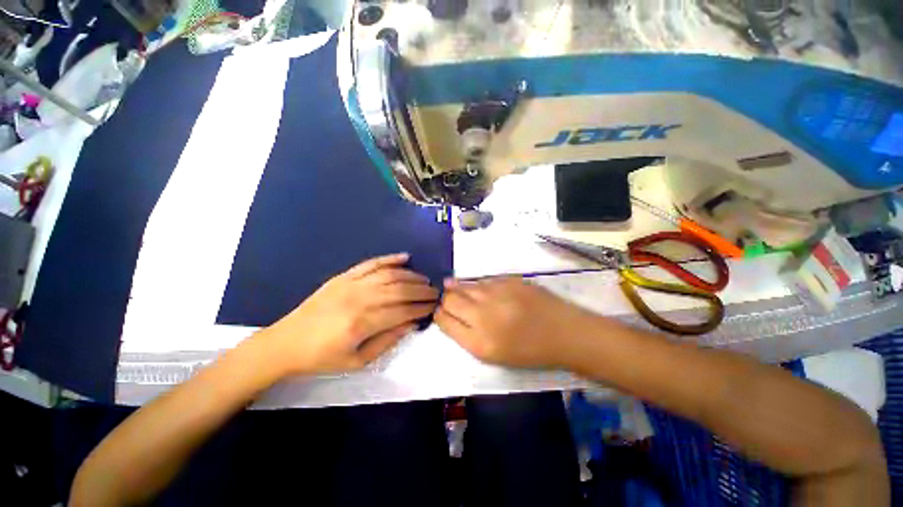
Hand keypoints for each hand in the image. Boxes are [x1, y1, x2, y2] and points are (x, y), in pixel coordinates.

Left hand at [260, 253, 438, 375]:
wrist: (286, 342)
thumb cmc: (323, 357)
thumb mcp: (358, 361)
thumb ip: (388, 341)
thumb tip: (412, 323)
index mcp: (362, 323)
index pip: (402, 310)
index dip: (421, 308)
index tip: (434, 306)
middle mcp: (360, 298)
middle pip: (400, 289)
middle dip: (422, 290)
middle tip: (435, 292)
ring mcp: (351, 283)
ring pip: (390, 274)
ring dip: (411, 275)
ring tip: (424, 279)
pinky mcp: (344, 276)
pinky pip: (371, 263)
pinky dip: (390, 259)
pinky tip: (405, 257)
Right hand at [435, 277, 596, 368]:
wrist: (563, 332)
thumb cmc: (529, 351)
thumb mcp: (493, 355)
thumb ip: (467, 335)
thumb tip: (449, 315)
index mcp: (479, 342)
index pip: (444, 320)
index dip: (438, 314)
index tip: (440, 313)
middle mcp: (483, 314)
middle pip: (450, 299)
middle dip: (444, 299)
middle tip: (447, 300)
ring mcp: (496, 293)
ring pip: (463, 285)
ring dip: (456, 288)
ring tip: (455, 289)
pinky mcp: (508, 280)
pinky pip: (482, 280)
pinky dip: (475, 285)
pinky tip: (478, 289)